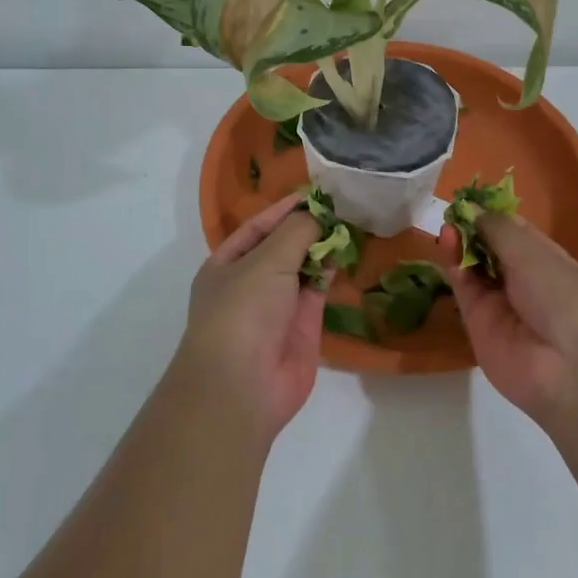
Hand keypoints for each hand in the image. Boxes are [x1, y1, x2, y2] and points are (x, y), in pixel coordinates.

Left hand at [178, 190, 325, 442]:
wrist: (244, 384)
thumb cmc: (244, 311)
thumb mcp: (266, 261)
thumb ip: (296, 232)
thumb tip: (318, 215)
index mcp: (226, 264)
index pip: (258, 227)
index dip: (284, 209)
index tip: (315, 193)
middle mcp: (250, 282)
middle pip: (282, 246)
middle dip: (307, 227)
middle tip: (342, 205)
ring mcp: (277, 306)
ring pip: (303, 268)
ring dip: (323, 247)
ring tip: (351, 221)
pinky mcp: (303, 326)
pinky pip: (318, 291)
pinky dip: (331, 272)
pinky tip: (348, 251)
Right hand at [438, 211, 577, 421]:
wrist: (569, 369)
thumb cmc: (563, 297)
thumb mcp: (533, 253)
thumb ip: (497, 229)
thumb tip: (472, 208)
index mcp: (545, 258)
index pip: (513, 229)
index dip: (491, 213)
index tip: (468, 196)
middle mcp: (522, 278)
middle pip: (489, 247)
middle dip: (472, 228)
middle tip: (452, 211)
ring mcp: (499, 301)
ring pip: (472, 266)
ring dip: (460, 244)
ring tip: (447, 225)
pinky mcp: (477, 322)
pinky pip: (462, 288)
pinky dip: (453, 265)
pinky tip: (446, 243)